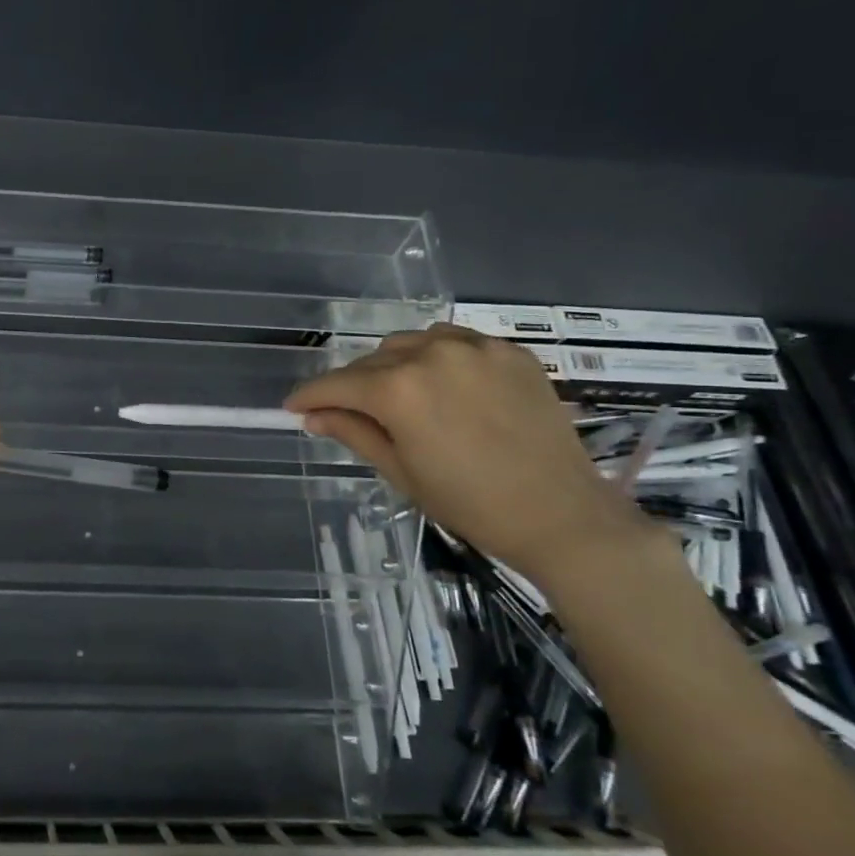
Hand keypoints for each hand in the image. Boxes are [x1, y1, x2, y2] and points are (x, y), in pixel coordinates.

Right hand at [285, 324, 655, 585]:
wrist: (561, 514)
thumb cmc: (469, 503)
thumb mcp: (400, 471)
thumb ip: (353, 433)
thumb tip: (314, 416)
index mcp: (399, 390)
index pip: (337, 384)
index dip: (310, 396)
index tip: (293, 406)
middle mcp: (432, 354)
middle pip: (372, 361)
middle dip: (353, 385)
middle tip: (348, 411)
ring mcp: (475, 348)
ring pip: (411, 343)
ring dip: (393, 365)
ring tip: (399, 395)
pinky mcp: (509, 352)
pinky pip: (455, 341)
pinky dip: (436, 357)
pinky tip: (443, 385)